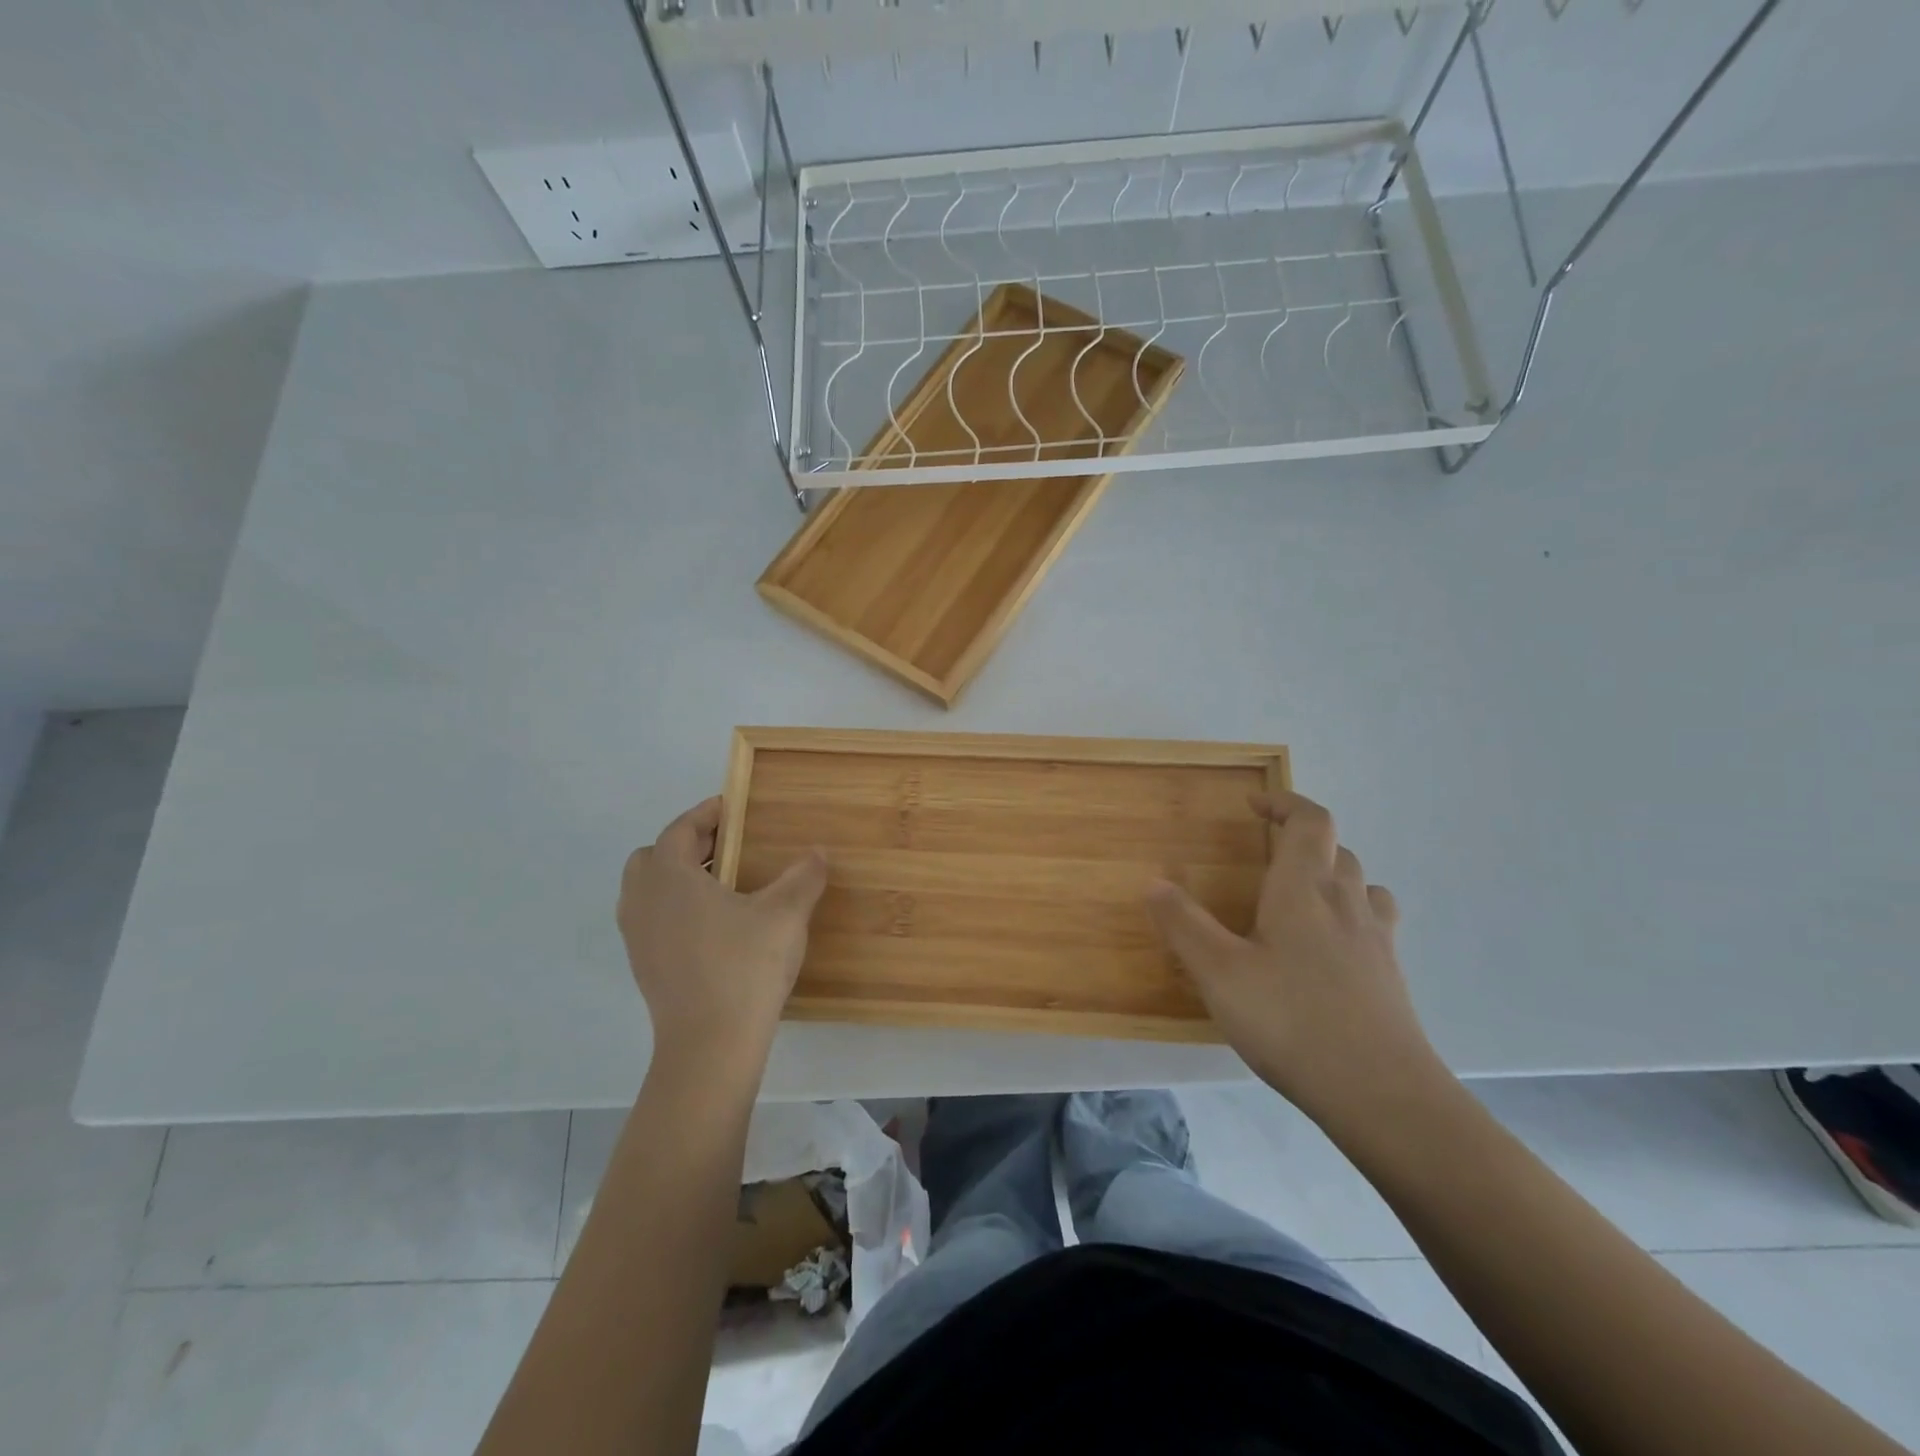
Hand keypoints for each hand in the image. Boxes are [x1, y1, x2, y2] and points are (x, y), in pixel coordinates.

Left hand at [617, 798, 826, 1081]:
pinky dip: (675, 909)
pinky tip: (714, 926)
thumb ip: (803, 876)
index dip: (706, 814)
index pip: (679, 829)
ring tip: (722, 886)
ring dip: (678, 879)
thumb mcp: (785, 914)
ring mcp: (638, 938)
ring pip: (648, 891)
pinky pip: (653, 920)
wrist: (710, 1045)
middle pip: (654, 857)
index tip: (733, 808)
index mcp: (669, 877)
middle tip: (726, 847)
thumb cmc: (744, 966)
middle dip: (687, 846)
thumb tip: (818, 852)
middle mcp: (643, 901)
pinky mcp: (644, 968)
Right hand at [1145, 790, 1447, 1131]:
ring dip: (1332, 877)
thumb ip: (1183, 925)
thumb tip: (1154, 882)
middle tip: (1266, 858)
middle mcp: (1346, 904)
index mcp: (1304, 890)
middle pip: (1336, 851)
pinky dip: (1350, 917)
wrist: (1382, 1095)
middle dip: (1302, 842)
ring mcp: (1376, 941)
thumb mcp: (1219, 973)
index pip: (1310, 822)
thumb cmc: (1291, 1021)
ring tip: (1300, 900)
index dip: (1285, 804)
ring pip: (1361, 885)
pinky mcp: (1390, 978)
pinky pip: (1372, 925)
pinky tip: (1327, 953)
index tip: (1254, 806)